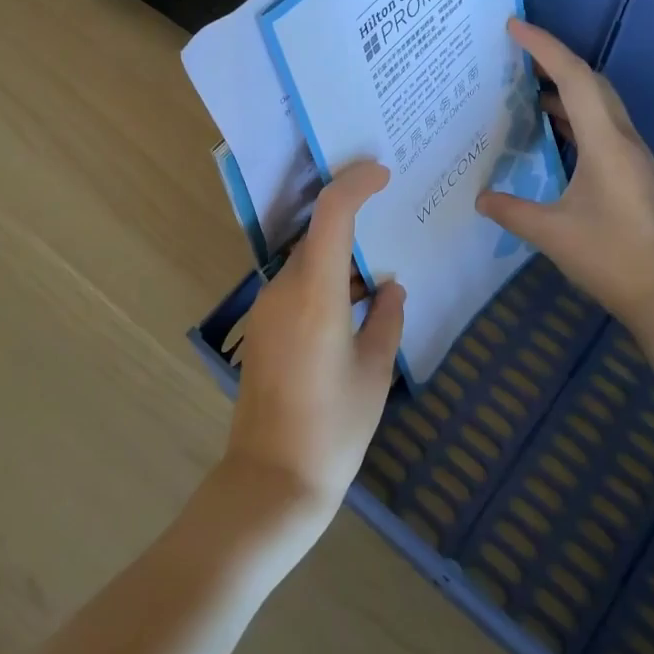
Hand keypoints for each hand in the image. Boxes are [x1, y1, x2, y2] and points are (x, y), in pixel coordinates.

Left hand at [223, 160, 404, 533]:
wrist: (271, 481)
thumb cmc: (334, 428)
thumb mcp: (375, 372)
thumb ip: (387, 320)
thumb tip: (391, 288)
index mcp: (314, 293)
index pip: (331, 213)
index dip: (355, 182)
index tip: (382, 173)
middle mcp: (282, 290)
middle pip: (318, 236)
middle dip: (353, 224)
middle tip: (392, 224)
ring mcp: (266, 309)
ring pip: (307, 263)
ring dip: (339, 260)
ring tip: (379, 275)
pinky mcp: (261, 329)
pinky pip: (296, 288)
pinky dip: (324, 283)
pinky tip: (352, 308)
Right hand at [477, 19, 653, 324]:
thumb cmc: (610, 258)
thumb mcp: (551, 234)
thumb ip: (512, 211)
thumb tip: (482, 197)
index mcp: (606, 143)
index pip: (574, 79)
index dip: (544, 47)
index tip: (514, 26)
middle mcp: (623, 139)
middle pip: (592, 82)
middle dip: (555, 60)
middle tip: (516, 53)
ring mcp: (632, 155)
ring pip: (600, 103)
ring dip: (566, 87)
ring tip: (526, 87)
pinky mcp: (632, 172)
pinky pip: (601, 125)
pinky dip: (575, 114)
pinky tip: (552, 129)